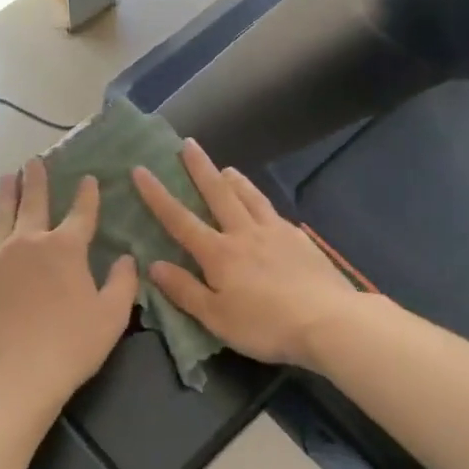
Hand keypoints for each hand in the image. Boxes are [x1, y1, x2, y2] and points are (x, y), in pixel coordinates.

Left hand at [0, 159, 137, 419]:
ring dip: (6, 193)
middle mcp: (27, 241)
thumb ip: (123, 282)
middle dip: (36, 180)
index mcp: (65, 249)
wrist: (10, 375)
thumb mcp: (112, 317)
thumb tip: (126, 257)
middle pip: (33, 202)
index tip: (88, 178)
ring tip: (7, 177)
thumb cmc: (69, 347)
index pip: (80, 213)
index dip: (86, 194)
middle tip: (34, 162)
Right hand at [132, 141, 359, 370]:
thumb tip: (154, 265)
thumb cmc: (265, 325)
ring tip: (226, 167)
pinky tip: (264, 207)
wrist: (327, 320)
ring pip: (250, 197)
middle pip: (218, 194)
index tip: (141, 170)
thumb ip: (185, 290)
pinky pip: (273, 213)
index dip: (157, 195)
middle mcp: (245, 233)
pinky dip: (262, 202)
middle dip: (200, 169)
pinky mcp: (299, 240)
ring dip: (235, 180)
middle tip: (187, 143)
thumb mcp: (216, 317)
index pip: (180, 220)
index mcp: (219, 253)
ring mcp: (276, 233)